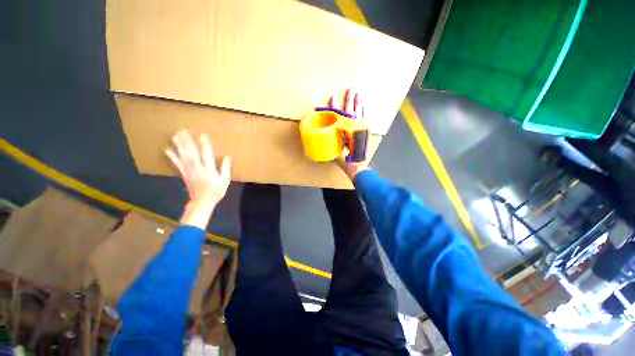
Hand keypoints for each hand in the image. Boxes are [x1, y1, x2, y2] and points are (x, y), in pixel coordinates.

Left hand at [166, 130, 230, 228]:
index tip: (202, 135)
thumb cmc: (216, 191)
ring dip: (179, 146)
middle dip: (187, 142)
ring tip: (175, 135)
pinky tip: (168, 150)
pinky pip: (177, 164)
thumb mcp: (225, 181)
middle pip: (191, 153)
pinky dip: (172, 157)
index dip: (205, 145)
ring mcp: (189, 171)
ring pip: (183, 157)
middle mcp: (197, 169)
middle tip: (183, 130)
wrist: (202, 202)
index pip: (207, 155)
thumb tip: (227, 157)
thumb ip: (226, 169)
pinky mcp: (184, 174)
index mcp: (209, 170)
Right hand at [328, 88, 369, 179]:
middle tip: (350, 90)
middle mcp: (352, 128)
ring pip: (358, 114)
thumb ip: (330, 142)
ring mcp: (360, 130)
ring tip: (357, 94)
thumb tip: (322, 137)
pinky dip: (365, 114)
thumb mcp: (335, 150)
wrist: (357, 165)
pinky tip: (365, 107)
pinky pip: (365, 121)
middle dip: (349, 100)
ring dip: (358, 104)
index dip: (334, 107)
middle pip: (350, 112)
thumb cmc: (345, 159)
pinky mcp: (364, 133)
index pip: (338, 116)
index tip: (332, 97)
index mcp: (344, 131)